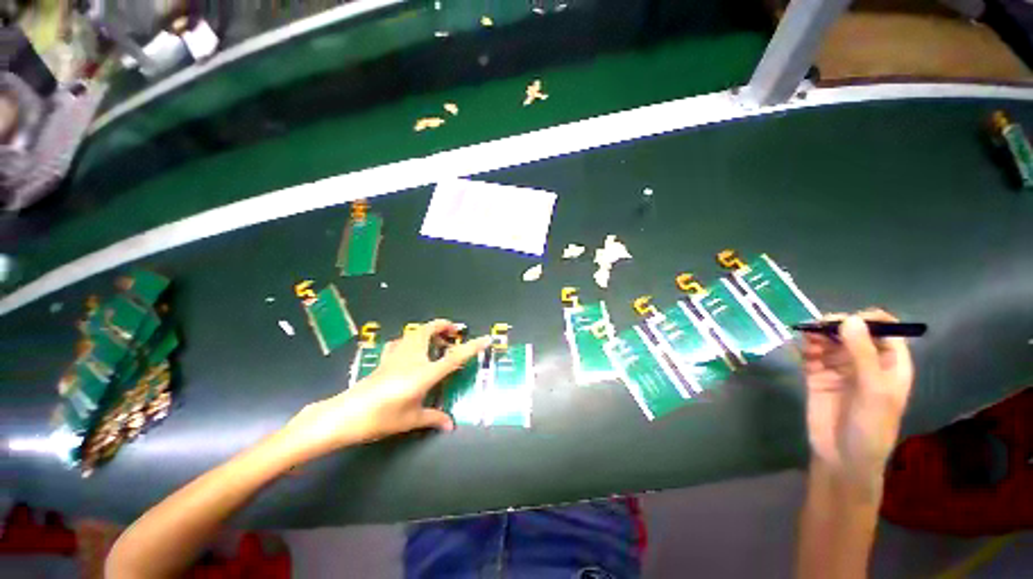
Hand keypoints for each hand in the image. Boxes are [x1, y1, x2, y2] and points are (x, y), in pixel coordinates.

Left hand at [282, 320, 489, 458]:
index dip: (472, 346)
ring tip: (438, 338)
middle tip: (455, 331)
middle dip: (444, 325)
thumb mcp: (410, 419)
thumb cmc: (381, 417)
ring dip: (429, 330)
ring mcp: (397, 355)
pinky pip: (403, 341)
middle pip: (429, 330)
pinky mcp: (385, 358)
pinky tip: (412, 349)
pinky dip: (412, 339)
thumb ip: (433, 418)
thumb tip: (450, 425)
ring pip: (415, 332)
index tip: (486, 338)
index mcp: (424, 372)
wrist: (344, 415)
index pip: (454, 356)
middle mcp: (412, 358)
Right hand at [801, 309, 913, 488]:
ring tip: (807, 337)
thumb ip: (863, 354)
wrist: (842, 457)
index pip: (886, 330)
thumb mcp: (874, 390)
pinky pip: (811, 354)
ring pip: (830, 340)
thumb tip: (849, 319)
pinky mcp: (817, 375)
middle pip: (853, 332)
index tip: (848, 320)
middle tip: (819, 326)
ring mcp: (840, 369)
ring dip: (819, 335)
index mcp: (890, 364)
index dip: (869, 320)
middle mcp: (866, 362)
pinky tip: (803, 348)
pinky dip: (806, 347)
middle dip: (837, 325)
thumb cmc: (870, 426)